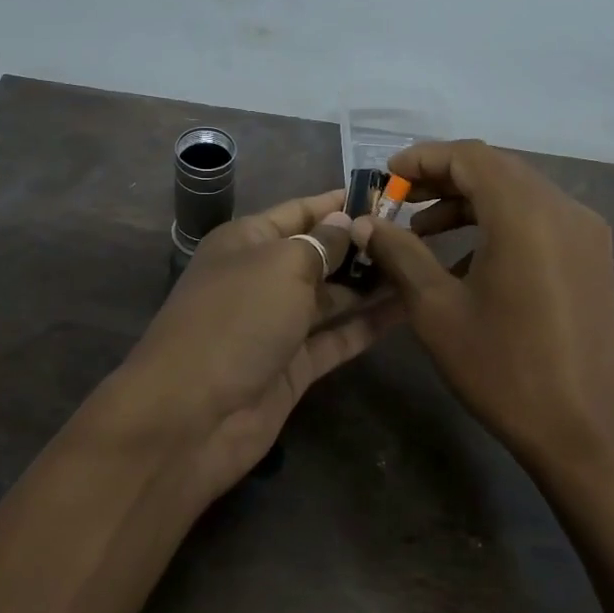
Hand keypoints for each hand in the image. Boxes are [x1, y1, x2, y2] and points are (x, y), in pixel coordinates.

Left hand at [116, 190, 397, 499]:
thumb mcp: (281, 266)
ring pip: (331, 298)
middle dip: (362, 245)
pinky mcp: (293, 367)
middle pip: (318, 254)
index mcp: (246, 242)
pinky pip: (336, 338)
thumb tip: (345, 223)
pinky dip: (367, 326)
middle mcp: (261, 279)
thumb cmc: (236, 320)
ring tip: (420, 268)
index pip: (299, 212)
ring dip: (371, 285)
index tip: (387, 196)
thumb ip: (320, 244)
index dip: (339, 204)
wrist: (192, 416)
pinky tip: (408, 310)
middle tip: (417, 236)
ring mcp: (277, 326)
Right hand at [353, 141, 613, 489]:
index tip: (385, 177)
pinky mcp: (593, 261)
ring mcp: (586, 235)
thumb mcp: (437, 310)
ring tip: (424, 233)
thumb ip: (400, 254)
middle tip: (398, 203)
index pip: (470, 157)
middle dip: (443, 180)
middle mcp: (564, 209)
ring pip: (519, 195)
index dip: (422, 159)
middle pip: (496, 170)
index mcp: (527, 213)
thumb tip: (364, 224)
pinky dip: (499, 226)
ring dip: (469, 204)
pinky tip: (468, 263)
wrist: (588, 433)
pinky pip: (540, 222)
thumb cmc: (504, 369)